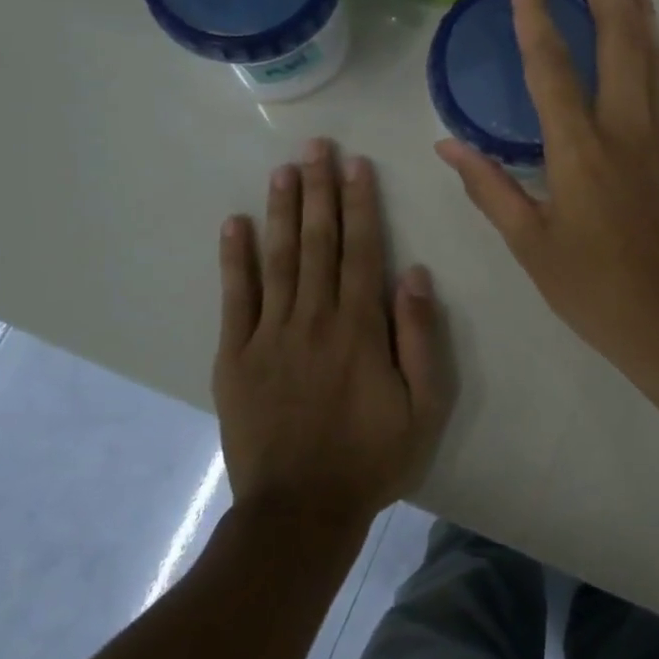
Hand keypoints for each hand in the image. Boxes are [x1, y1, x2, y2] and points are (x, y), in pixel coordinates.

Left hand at [215, 140, 450, 528]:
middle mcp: (314, 317)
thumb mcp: (424, 405)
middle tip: (317, 146)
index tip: (356, 164)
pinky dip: (234, 259)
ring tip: (284, 169)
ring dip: (282, 210)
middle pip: (318, 241)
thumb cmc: (372, 457)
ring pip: (277, 258)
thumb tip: (412, 273)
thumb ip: (420, 336)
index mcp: (359, 326)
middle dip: (320, 189)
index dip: (360, 203)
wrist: (300, 512)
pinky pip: (235, 298)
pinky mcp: (235, 356)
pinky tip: (234, 224)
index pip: (361, 249)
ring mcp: (269, 334)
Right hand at [436, 0, 658, 378]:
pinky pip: (658, 80)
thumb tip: (448, 145)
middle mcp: (624, 130)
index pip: (551, 66)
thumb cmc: (596, 290)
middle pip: (620, 40)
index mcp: (580, 151)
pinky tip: (642, 33)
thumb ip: (490, 189)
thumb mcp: (531, 246)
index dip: (533, 13)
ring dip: (637, 5)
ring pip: (649, 55)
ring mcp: (656, 137)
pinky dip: (649, 43)